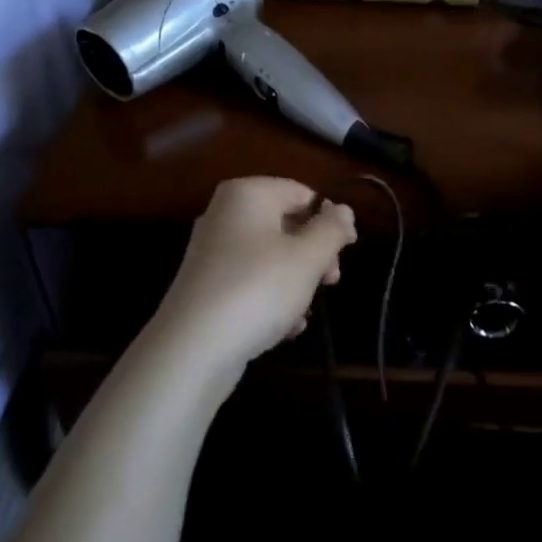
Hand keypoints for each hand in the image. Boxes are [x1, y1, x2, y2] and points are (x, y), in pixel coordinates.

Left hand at [151, 177, 356, 370]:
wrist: (192, 348)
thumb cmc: (258, 289)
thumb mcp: (308, 257)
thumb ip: (332, 229)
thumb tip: (343, 210)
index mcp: (247, 194)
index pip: (302, 193)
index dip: (331, 219)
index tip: (348, 251)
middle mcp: (224, 214)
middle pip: (286, 224)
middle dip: (314, 254)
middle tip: (331, 282)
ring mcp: (211, 251)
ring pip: (270, 257)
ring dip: (296, 282)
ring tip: (305, 312)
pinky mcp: (206, 286)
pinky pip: (250, 282)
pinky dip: (271, 299)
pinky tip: (285, 328)